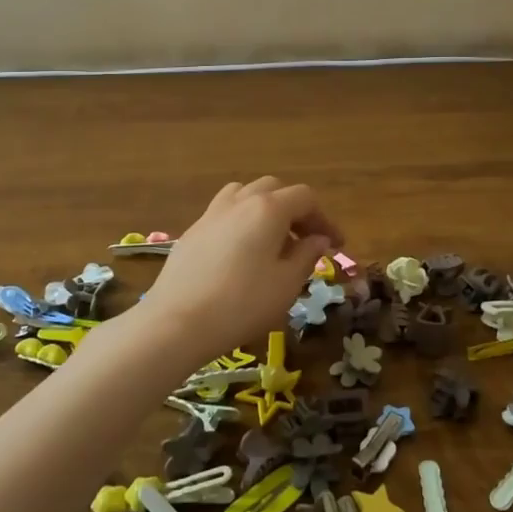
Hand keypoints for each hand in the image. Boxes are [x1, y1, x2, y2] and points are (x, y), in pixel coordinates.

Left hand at [142, 177, 341, 362]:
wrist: (177, 322)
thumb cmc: (242, 304)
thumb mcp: (286, 284)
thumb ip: (307, 256)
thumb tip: (319, 240)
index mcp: (268, 209)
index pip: (305, 198)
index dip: (325, 219)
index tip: (335, 245)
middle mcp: (240, 201)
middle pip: (275, 190)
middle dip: (296, 211)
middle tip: (306, 242)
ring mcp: (212, 213)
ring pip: (245, 195)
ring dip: (265, 210)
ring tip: (272, 240)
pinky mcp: (193, 231)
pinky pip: (225, 212)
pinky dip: (242, 221)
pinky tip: (242, 252)